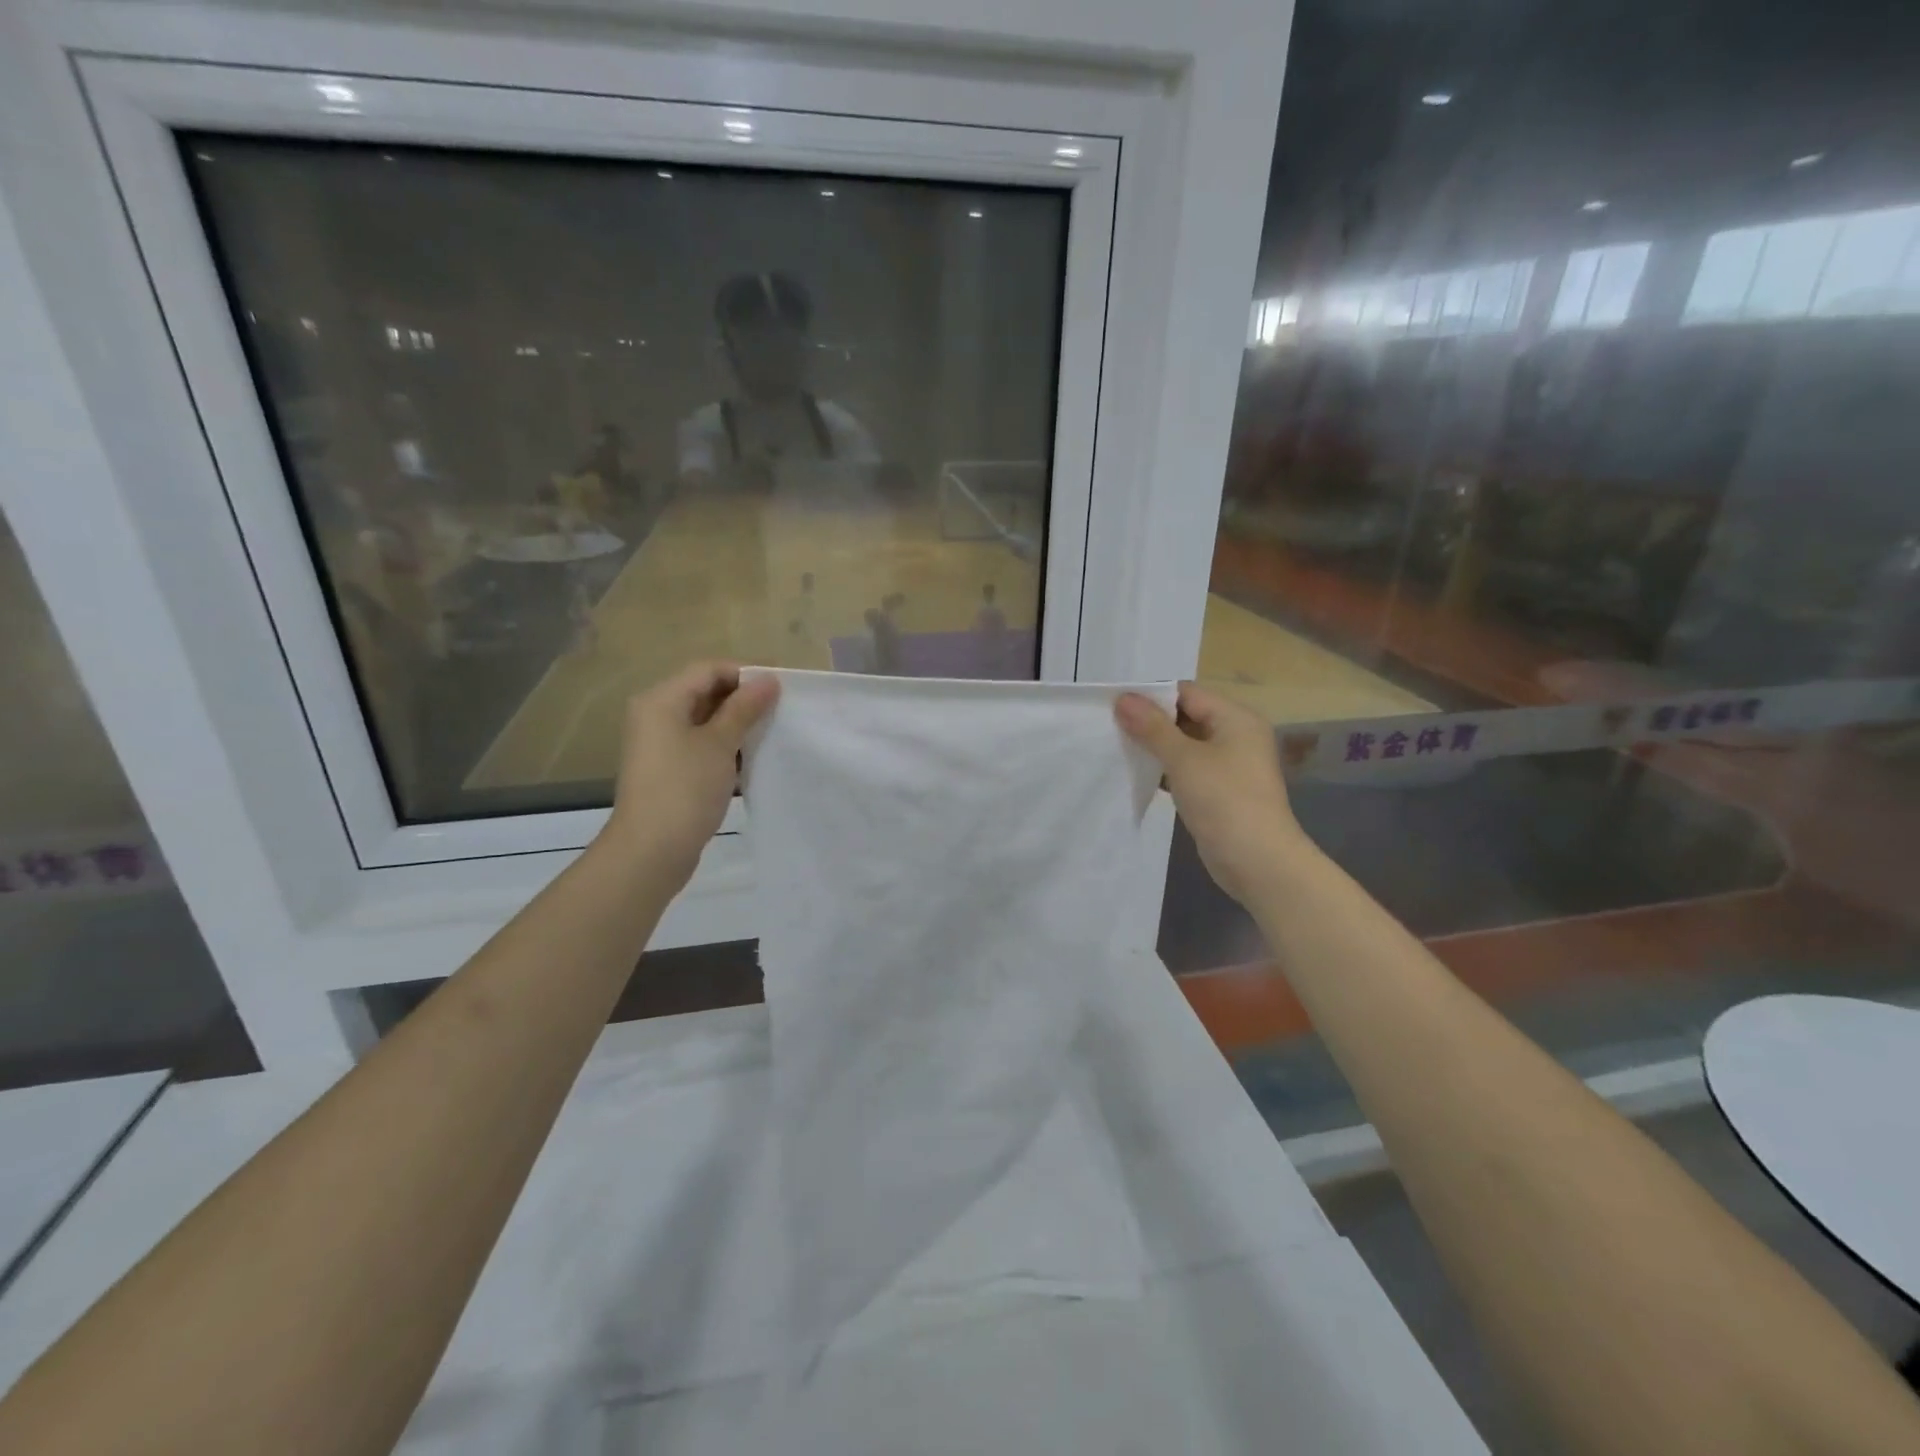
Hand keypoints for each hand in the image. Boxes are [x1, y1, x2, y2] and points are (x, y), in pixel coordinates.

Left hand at [601, 662, 779, 886]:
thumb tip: (768, 679)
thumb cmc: (685, 788)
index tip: (782, 688)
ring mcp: (659, 744)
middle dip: (743, 698)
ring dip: (737, 722)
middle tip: (781, 709)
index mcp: (661, 700)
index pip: (708, 670)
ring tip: (771, 731)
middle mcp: (655, 715)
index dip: (746, 673)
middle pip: (704, 691)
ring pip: (704, 719)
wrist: (651, 850)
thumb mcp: (720, 743)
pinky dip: (725, 744)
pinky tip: (751, 756)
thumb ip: (744, 708)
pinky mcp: (668, 769)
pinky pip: (700, 743)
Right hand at [1115, 683, 1308, 904]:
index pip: (1187, 693)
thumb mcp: (1184, 759)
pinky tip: (1139, 775)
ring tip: (1118, 748)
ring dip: (1156, 747)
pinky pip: (1188, 769)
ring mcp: (1230, 765)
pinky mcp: (1220, 790)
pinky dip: (1166, 770)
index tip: (1115, 704)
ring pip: (1185, 745)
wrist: (1257, 861)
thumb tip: (1123, 698)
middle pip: (1186, 716)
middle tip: (1110, 726)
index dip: (1151, 696)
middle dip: (1150, 722)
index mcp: (1236, 718)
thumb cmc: (1223, 800)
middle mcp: (1236, 736)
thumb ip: (1152, 727)